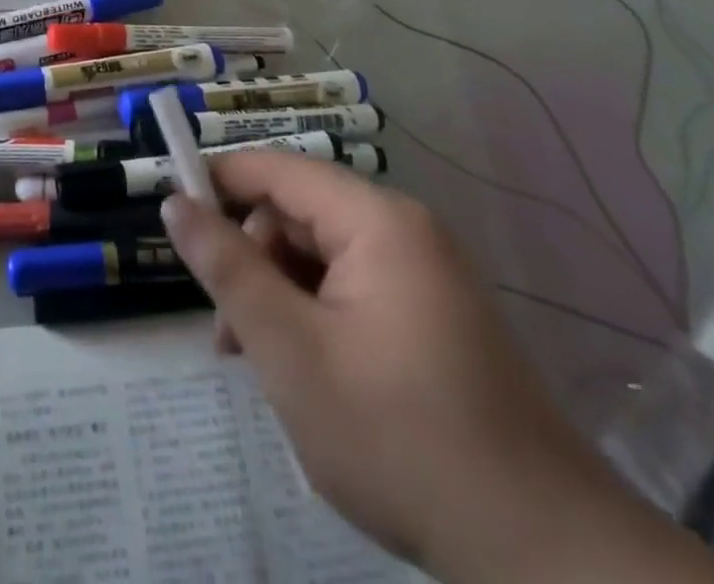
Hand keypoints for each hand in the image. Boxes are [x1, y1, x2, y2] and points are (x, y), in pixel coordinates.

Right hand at [162, 156, 713, 583]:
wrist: (540, 554)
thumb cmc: (398, 437)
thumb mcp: (290, 350)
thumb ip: (227, 268)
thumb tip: (175, 203)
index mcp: (377, 221)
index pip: (277, 169)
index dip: (218, 182)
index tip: (173, 217)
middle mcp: (405, 231)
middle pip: (299, 213)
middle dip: (252, 260)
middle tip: (227, 332)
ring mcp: (426, 274)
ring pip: (322, 255)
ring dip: (280, 294)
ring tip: (259, 363)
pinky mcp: (435, 316)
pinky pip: (354, 288)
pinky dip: (317, 315)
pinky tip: (307, 372)